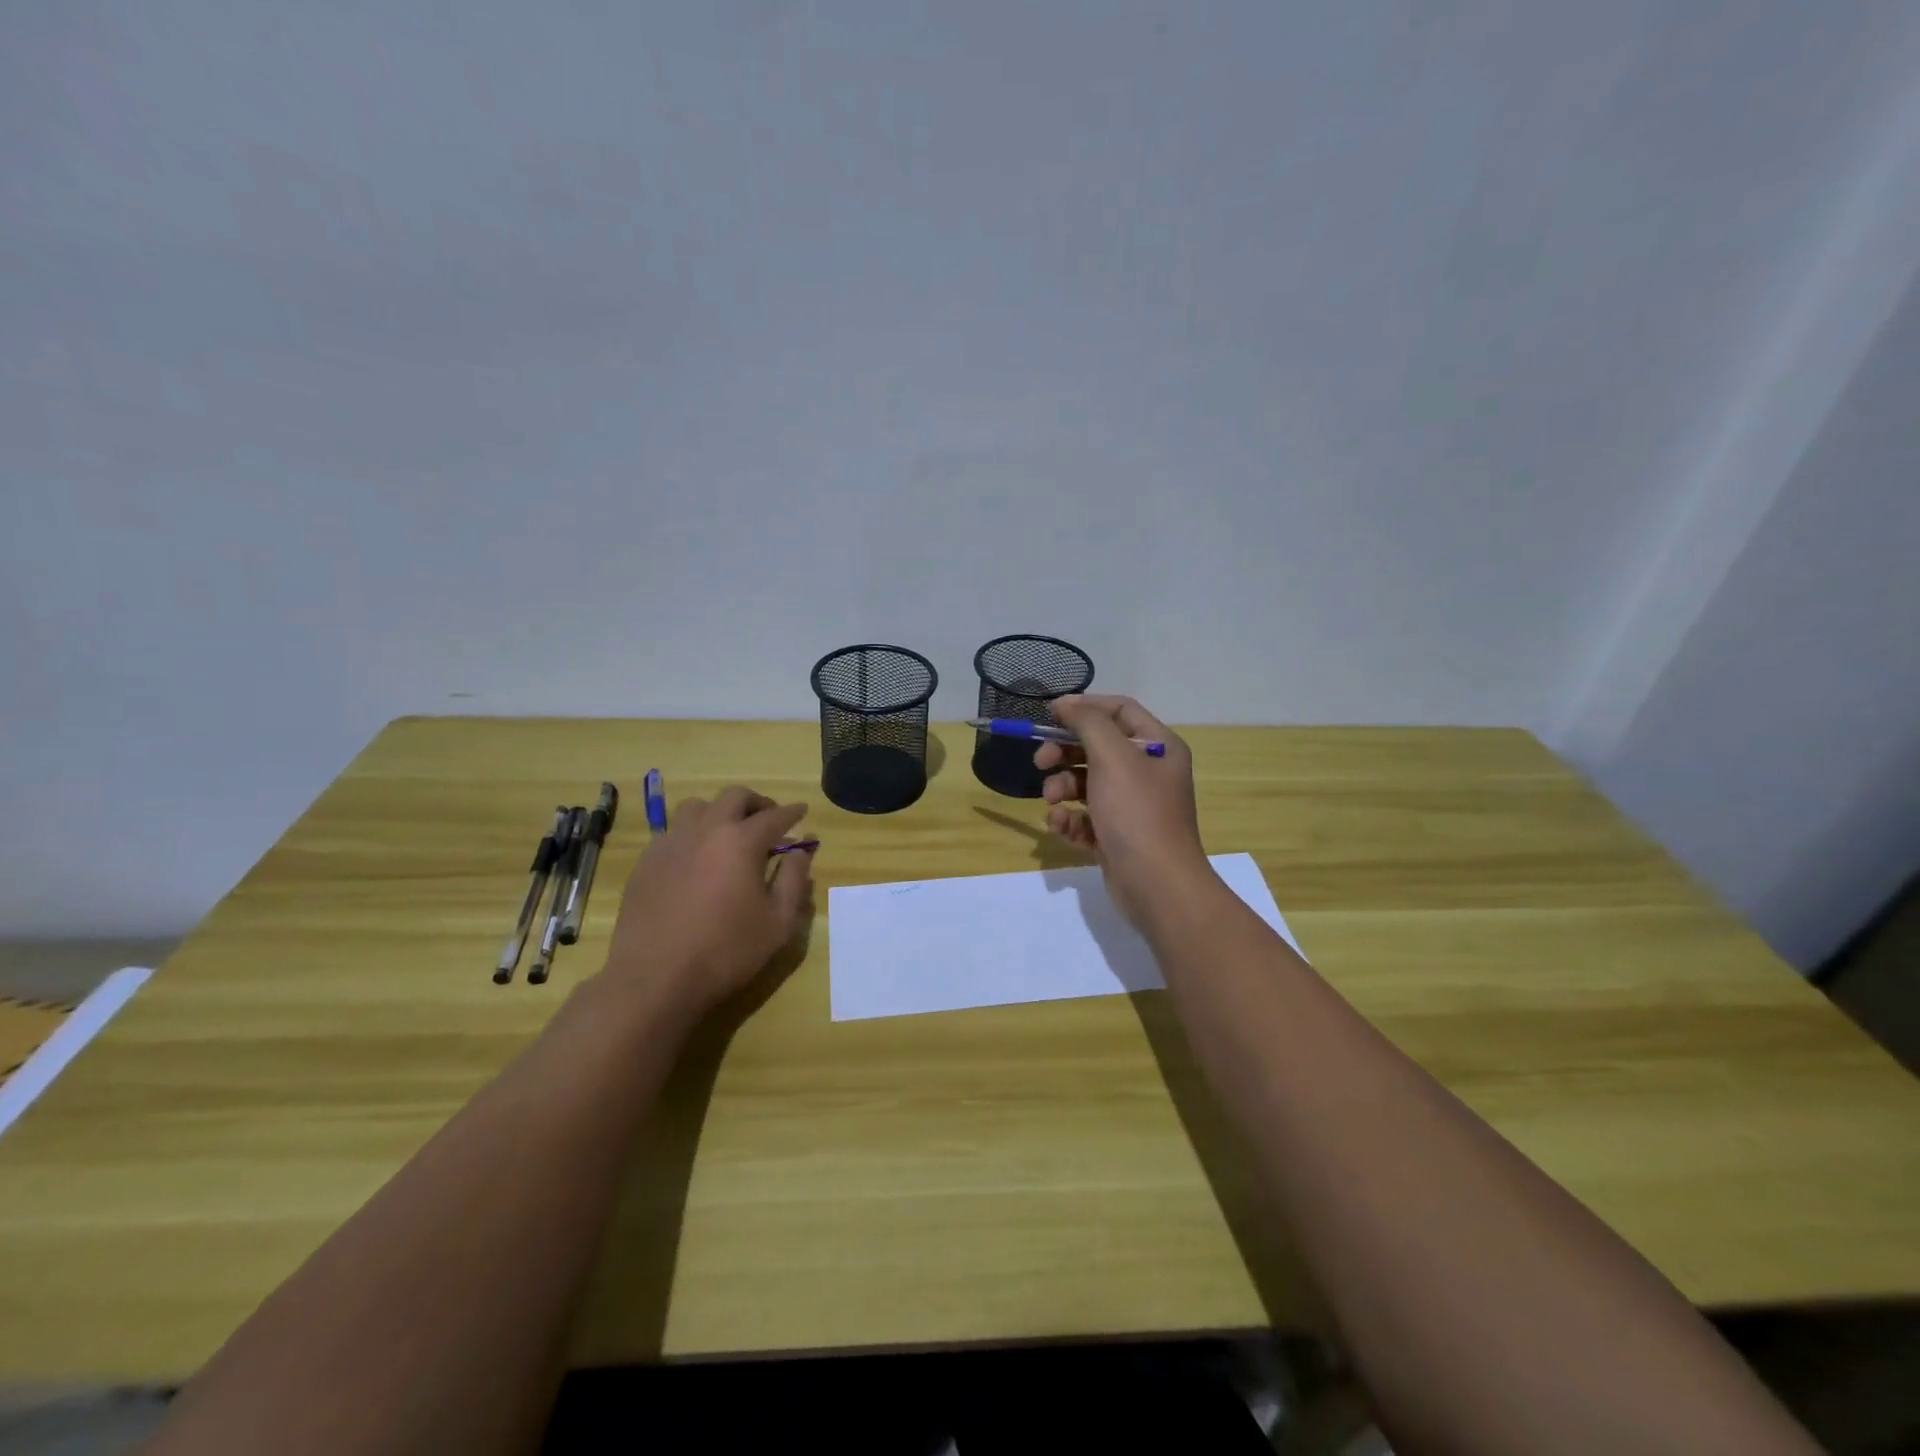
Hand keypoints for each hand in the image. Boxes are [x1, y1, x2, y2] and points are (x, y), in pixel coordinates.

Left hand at [600, 787, 814, 1024]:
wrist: (654, 979)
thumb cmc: (726, 951)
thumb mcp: (778, 922)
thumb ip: (794, 879)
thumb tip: (802, 850)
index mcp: (741, 841)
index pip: (774, 815)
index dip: (792, 812)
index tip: (802, 811)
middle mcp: (705, 830)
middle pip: (734, 797)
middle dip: (757, 803)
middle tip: (768, 820)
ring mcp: (671, 843)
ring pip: (698, 807)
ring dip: (720, 812)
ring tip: (729, 834)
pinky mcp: (646, 861)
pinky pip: (673, 832)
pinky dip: (693, 834)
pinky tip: (697, 859)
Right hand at [1036, 695, 1211, 927]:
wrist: (1157, 886)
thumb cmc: (1137, 813)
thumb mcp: (1112, 757)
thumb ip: (1087, 723)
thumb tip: (1066, 703)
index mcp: (1158, 747)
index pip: (1119, 710)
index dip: (1084, 708)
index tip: (1050, 715)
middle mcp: (1148, 772)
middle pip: (1097, 747)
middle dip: (1065, 752)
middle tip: (1040, 761)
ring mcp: (1132, 806)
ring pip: (1086, 784)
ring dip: (1062, 789)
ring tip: (1052, 802)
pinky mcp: (1116, 836)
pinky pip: (1085, 817)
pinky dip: (1070, 820)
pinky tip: (1062, 828)